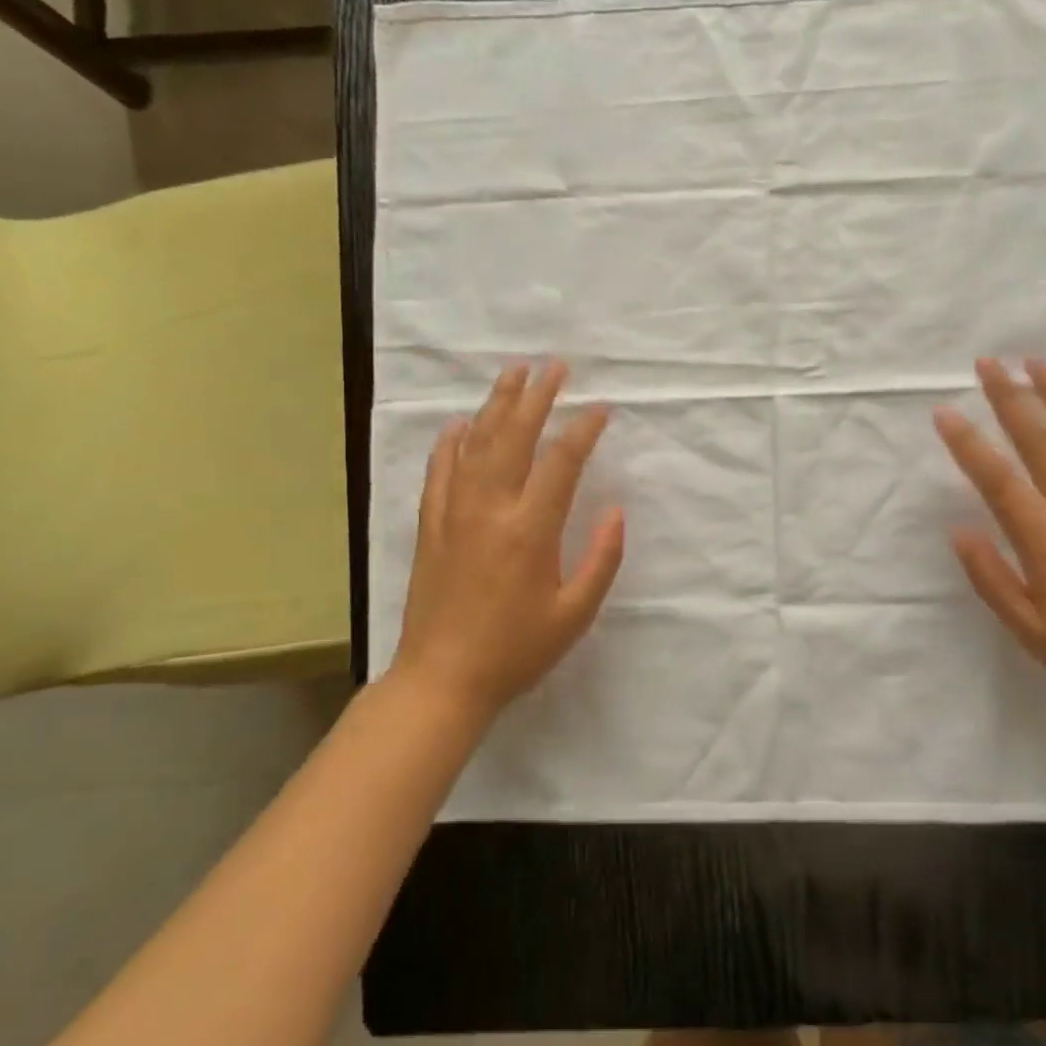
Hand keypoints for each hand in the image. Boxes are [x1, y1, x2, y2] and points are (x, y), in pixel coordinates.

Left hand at [389, 362, 623, 719]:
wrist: (442, 679)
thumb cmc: (516, 650)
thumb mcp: (574, 614)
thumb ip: (601, 559)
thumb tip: (615, 511)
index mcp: (530, 530)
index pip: (561, 462)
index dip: (583, 430)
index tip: (600, 408)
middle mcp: (490, 509)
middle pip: (513, 436)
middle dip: (537, 396)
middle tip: (554, 365)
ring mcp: (454, 513)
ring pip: (475, 444)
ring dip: (496, 405)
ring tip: (514, 374)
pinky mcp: (431, 525)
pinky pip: (439, 471)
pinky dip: (451, 442)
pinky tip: (460, 424)